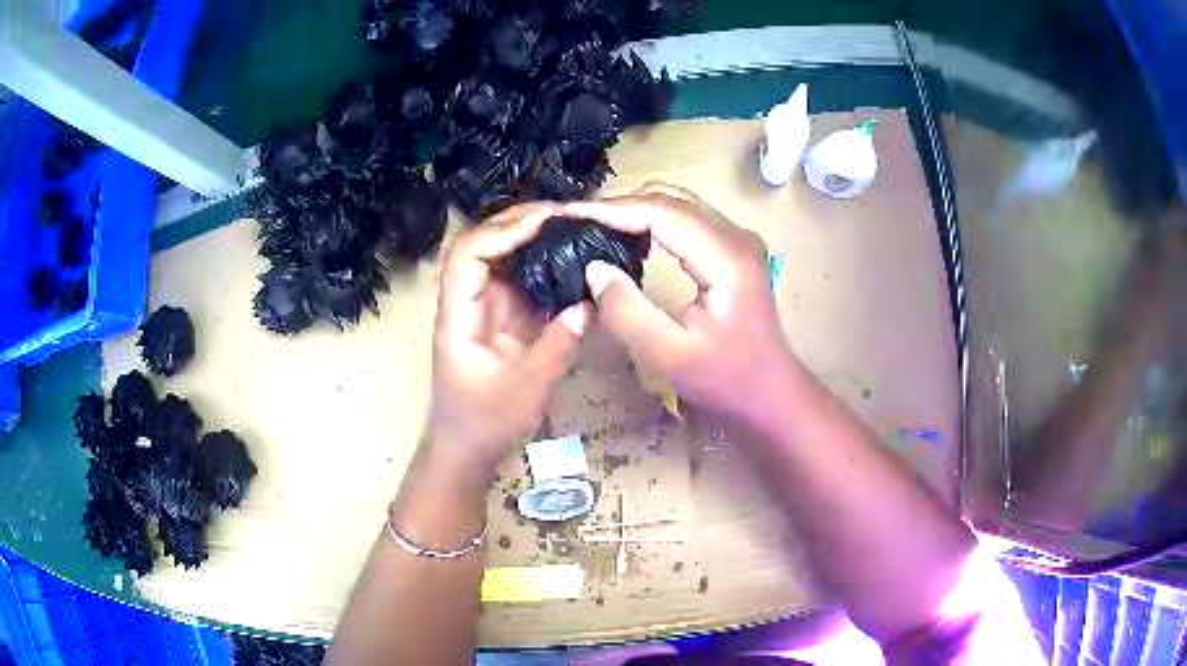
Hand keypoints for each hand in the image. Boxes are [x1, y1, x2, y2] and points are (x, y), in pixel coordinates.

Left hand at [424, 202, 588, 486]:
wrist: (466, 450)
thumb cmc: (482, 426)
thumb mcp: (522, 393)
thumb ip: (555, 349)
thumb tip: (588, 304)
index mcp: (458, 316)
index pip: (469, 254)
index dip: (504, 231)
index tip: (548, 222)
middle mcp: (469, 302)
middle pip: (485, 244)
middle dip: (522, 222)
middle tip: (569, 215)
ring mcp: (487, 308)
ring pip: (506, 259)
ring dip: (537, 239)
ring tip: (577, 228)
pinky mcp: (505, 319)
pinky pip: (525, 283)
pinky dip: (548, 267)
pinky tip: (575, 261)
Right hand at [563, 183, 790, 421]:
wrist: (769, 392)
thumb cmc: (725, 379)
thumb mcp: (669, 355)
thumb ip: (628, 312)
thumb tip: (594, 268)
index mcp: (726, 257)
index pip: (663, 212)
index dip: (614, 209)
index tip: (571, 215)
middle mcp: (736, 237)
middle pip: (672, 200)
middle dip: (622, 205)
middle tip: (578, 221)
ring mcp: (738, 240)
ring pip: (679, 205)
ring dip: (637, 210)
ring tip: (595, 225)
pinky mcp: (733, 250)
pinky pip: (687, 220)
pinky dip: (654, 221)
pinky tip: (629, 237)